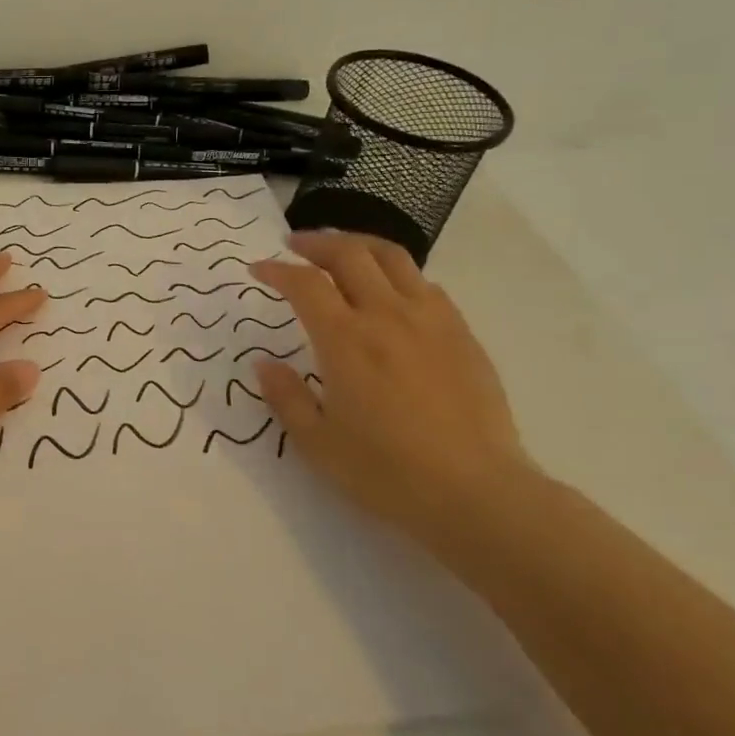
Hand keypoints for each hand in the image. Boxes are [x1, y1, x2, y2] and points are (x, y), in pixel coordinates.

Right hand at [248, 232, 534, 537]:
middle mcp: (387, 316)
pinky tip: (390, 292)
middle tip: (295, 245)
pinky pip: (425, 284)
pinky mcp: (461, 333)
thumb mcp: (318, 443)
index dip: (277, 270)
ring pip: (393, 257)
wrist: (476, 492)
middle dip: (316, 242)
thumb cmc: (387, 472)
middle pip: (349, 254)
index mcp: (345, 340)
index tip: (258, 269)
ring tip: (341, 251)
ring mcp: (430, 320)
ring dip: (359, 245)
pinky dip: (397, 274)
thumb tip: (264, 364)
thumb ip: (286, 397)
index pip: (305, 284)